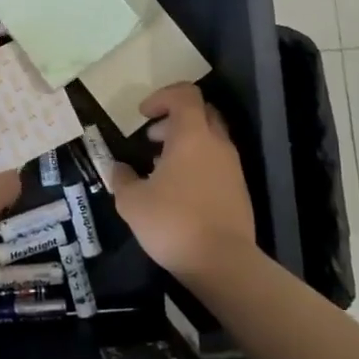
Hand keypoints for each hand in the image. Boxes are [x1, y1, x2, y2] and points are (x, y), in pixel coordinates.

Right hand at [111, 84, 256, 281]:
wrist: (223, 263)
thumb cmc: (173, 222)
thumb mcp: (132, 202)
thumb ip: (122, 178)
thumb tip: (118, 168)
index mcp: (191, 135)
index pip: (184, 94)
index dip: (161, 97)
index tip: (142, 115)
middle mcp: (217, 144)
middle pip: (201, 112)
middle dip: (174, 118)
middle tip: (152, 138)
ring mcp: (232, 167)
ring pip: (210, 138)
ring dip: (186, 142)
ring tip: (161, 167)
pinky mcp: (239, 190)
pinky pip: (217, 162)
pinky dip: (198, 163)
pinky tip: (179, 190)